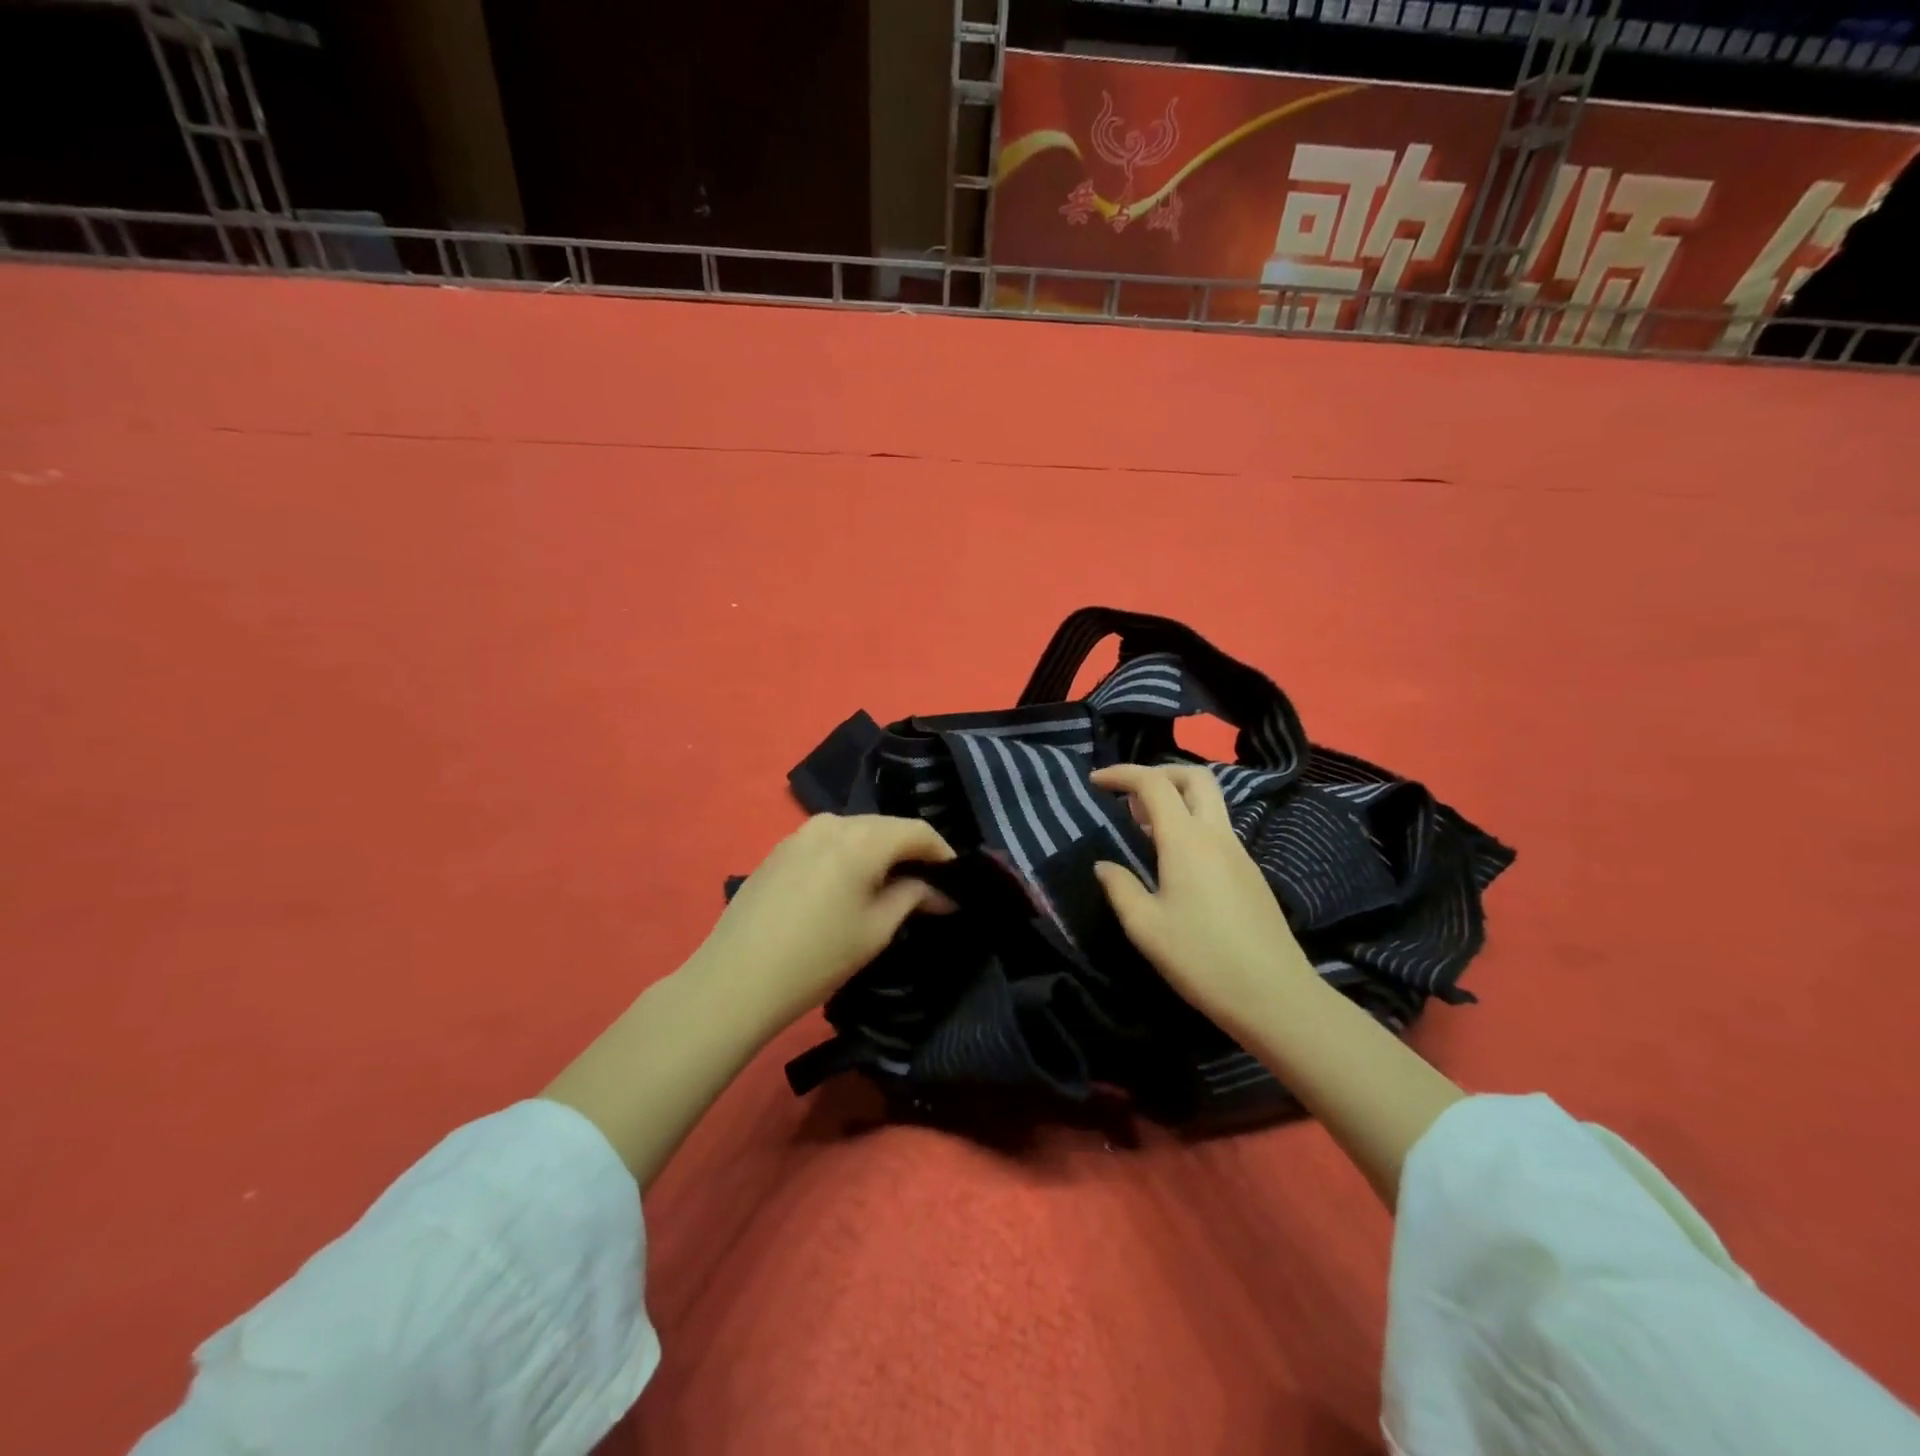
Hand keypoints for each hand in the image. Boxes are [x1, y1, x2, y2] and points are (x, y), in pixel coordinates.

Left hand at [688, 813, 956, 1033]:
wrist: (735, 979)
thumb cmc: (817, 956)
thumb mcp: (876, 930)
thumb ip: (913, 897)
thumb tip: (941, 892)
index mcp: (861, 837)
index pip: (917, 831)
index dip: (942, 852)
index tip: (957, 879)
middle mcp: (831, 822)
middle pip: (885, 827)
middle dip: (910, 853)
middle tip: (928, 886)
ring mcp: (800, 833)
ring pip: (855, 834)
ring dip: (878, 854)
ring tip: (889, 888)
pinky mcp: (779, 850)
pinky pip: (828, 843)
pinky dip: (848, 858)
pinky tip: (848, 887)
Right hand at [1090, 763, 1314, 1032]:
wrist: (1275, 996)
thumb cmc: (1201, 959)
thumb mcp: (1145, 927)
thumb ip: (1120, 887)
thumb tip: (1104, 865)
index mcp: (1187, 840)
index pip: (1153, 784)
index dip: (1122, 774)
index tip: (1095, 781)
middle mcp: (1216, 835)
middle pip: (1194, 777)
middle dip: (1159, 772)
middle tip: (1129, 795)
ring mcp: (1239, 853)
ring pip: (1210, 803)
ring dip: (1176, 799)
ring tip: (1143, 827)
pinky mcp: (1250, 873)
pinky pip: (1217, 830)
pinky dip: (1190, 825)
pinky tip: (1173, 859)